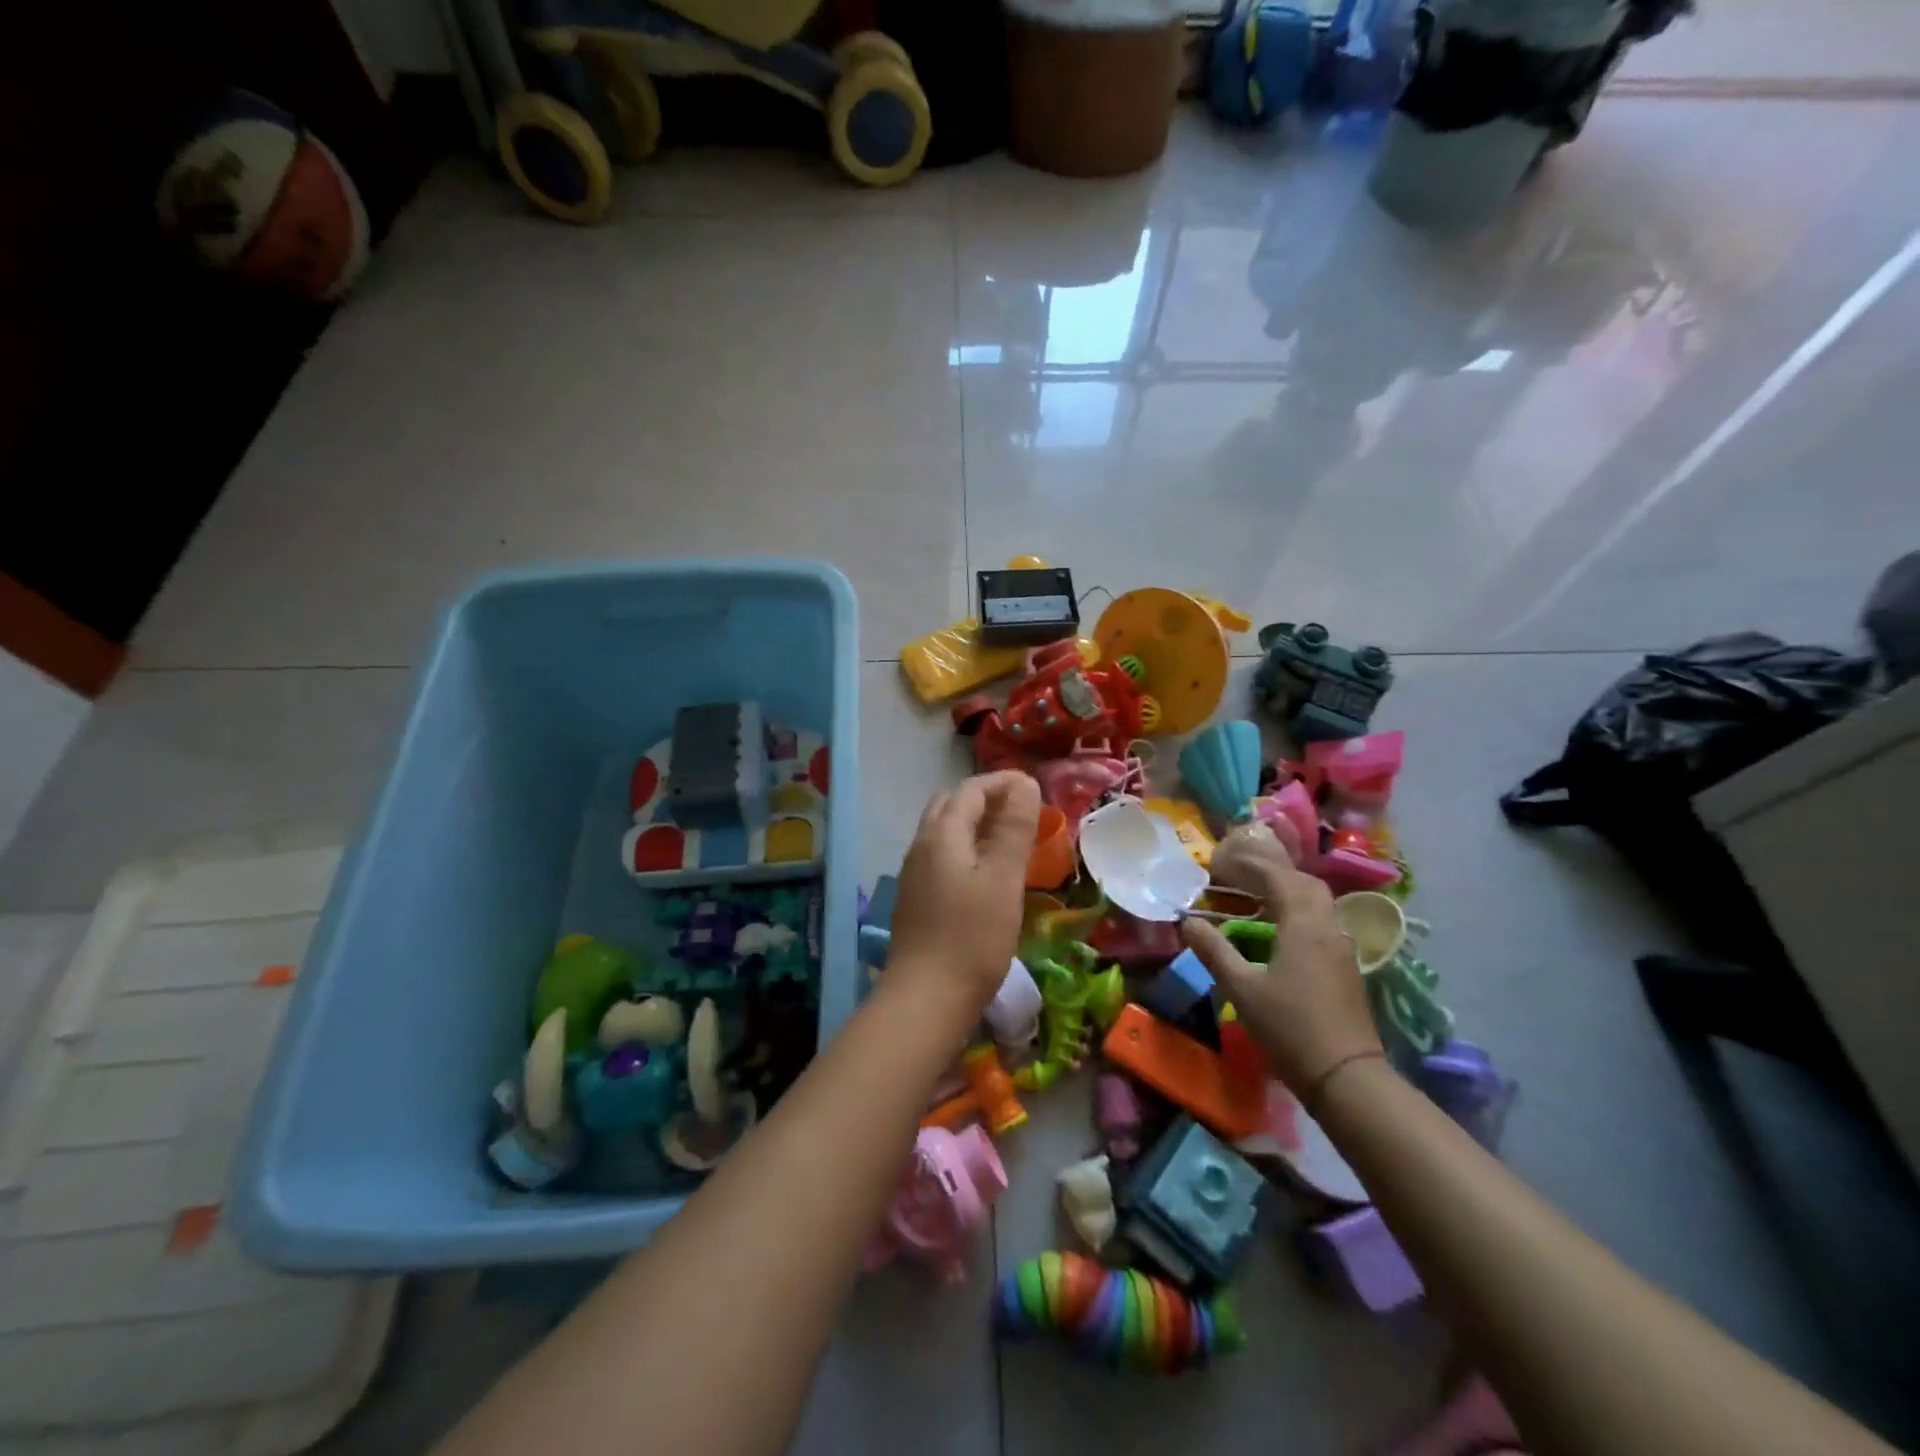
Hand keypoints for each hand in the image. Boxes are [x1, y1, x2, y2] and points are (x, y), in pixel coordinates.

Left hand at [888, 772, 1040, 1013]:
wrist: (926, 998)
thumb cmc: (973, 936)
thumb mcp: (1003, 878)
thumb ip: (1013, 827)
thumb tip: (1023, 783)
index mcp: (942, 834)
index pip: (971, 789)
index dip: (1003, 783)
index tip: (1035, 789)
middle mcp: (921, 846)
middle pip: (951, 805)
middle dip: (986, 799)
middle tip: (1021, 810)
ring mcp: (914, 874)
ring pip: (944, 832)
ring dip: (975, 824)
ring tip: (1008, 838)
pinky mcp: (915, 898)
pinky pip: (942, 856)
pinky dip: (966, 848)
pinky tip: (985, 873)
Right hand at [1181, 827, 1382, 1101]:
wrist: (1347, 1077)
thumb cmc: (1290, 1029)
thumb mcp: (1242, 989)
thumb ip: (1214, 951)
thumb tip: (1187, 922)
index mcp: (1303, 925)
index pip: (1277, 877)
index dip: (1249, 864)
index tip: (1220, 861)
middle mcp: (1327, 927)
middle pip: (1303, 882)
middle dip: (1271, 870)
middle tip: (1238, 871)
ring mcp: (1341, 947)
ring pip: (1316, 901)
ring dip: (1286, 888)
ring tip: (1255, 892)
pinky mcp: (1345, 966)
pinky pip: (1320, 920)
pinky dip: (1296, 909)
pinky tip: (1278, 926)